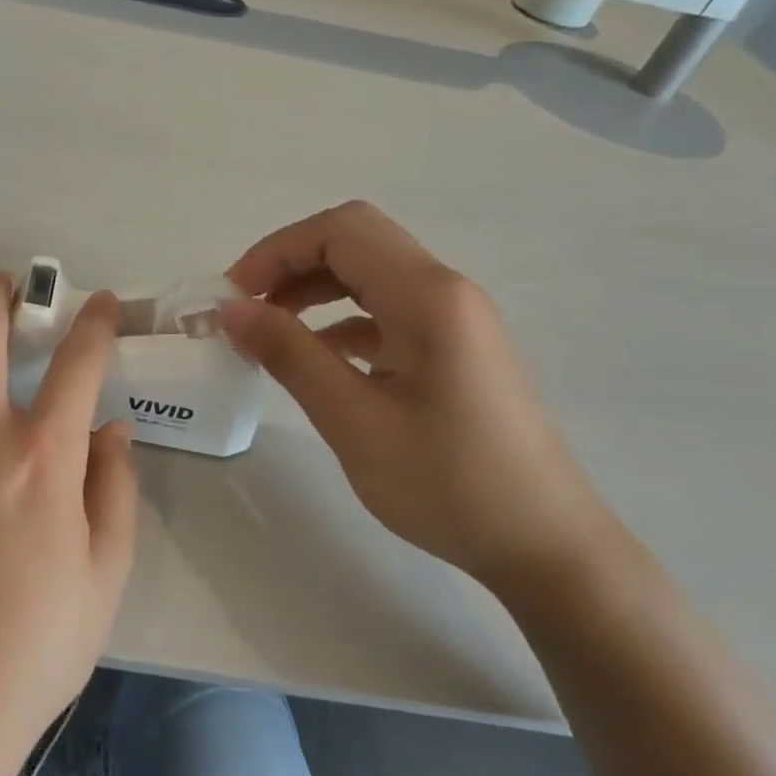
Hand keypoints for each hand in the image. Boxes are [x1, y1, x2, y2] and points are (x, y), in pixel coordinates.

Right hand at [222, 201, 616, 589]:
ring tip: (270, 332)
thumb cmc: (446, 482)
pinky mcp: (456, 349)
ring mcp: (456, 319)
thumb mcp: (353, 420)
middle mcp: (446, 291)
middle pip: (356, 242)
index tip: (234, 297)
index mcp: (427, 297)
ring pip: (372, 275)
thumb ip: (290, 354)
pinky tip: (317, 360)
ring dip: (315, 290)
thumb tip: (233, 309)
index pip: (340, 231)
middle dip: (292, 264)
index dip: (277, 251)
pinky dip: (343, 321)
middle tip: (247, 309)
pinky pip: (389, 311)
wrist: (543, 545)